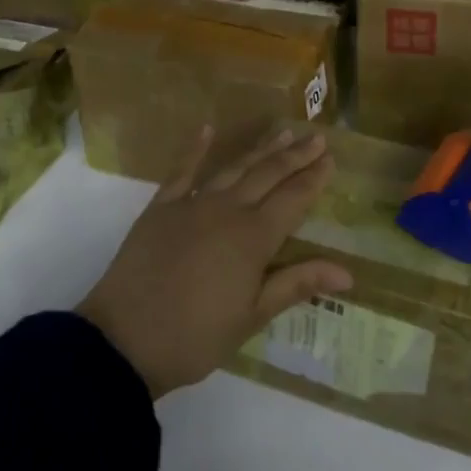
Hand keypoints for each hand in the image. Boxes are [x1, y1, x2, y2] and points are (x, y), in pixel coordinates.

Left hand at [79, 127, 353, 396]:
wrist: (122, 341)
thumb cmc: (195, 337)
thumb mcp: (252, 316)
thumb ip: (297, 284)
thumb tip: (348, 272)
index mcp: (253, 238)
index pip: (293, 199)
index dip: (313, 179)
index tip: (331, 159)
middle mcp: (226, 211)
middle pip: (267, 175)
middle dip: (294, 156)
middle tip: (316, 138)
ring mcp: (190, 205)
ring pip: (233, 168)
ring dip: (259, 149)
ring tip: (281, 132)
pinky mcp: (160, 209)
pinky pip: (181, 172)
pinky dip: (195, 150)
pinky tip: (206, 130)